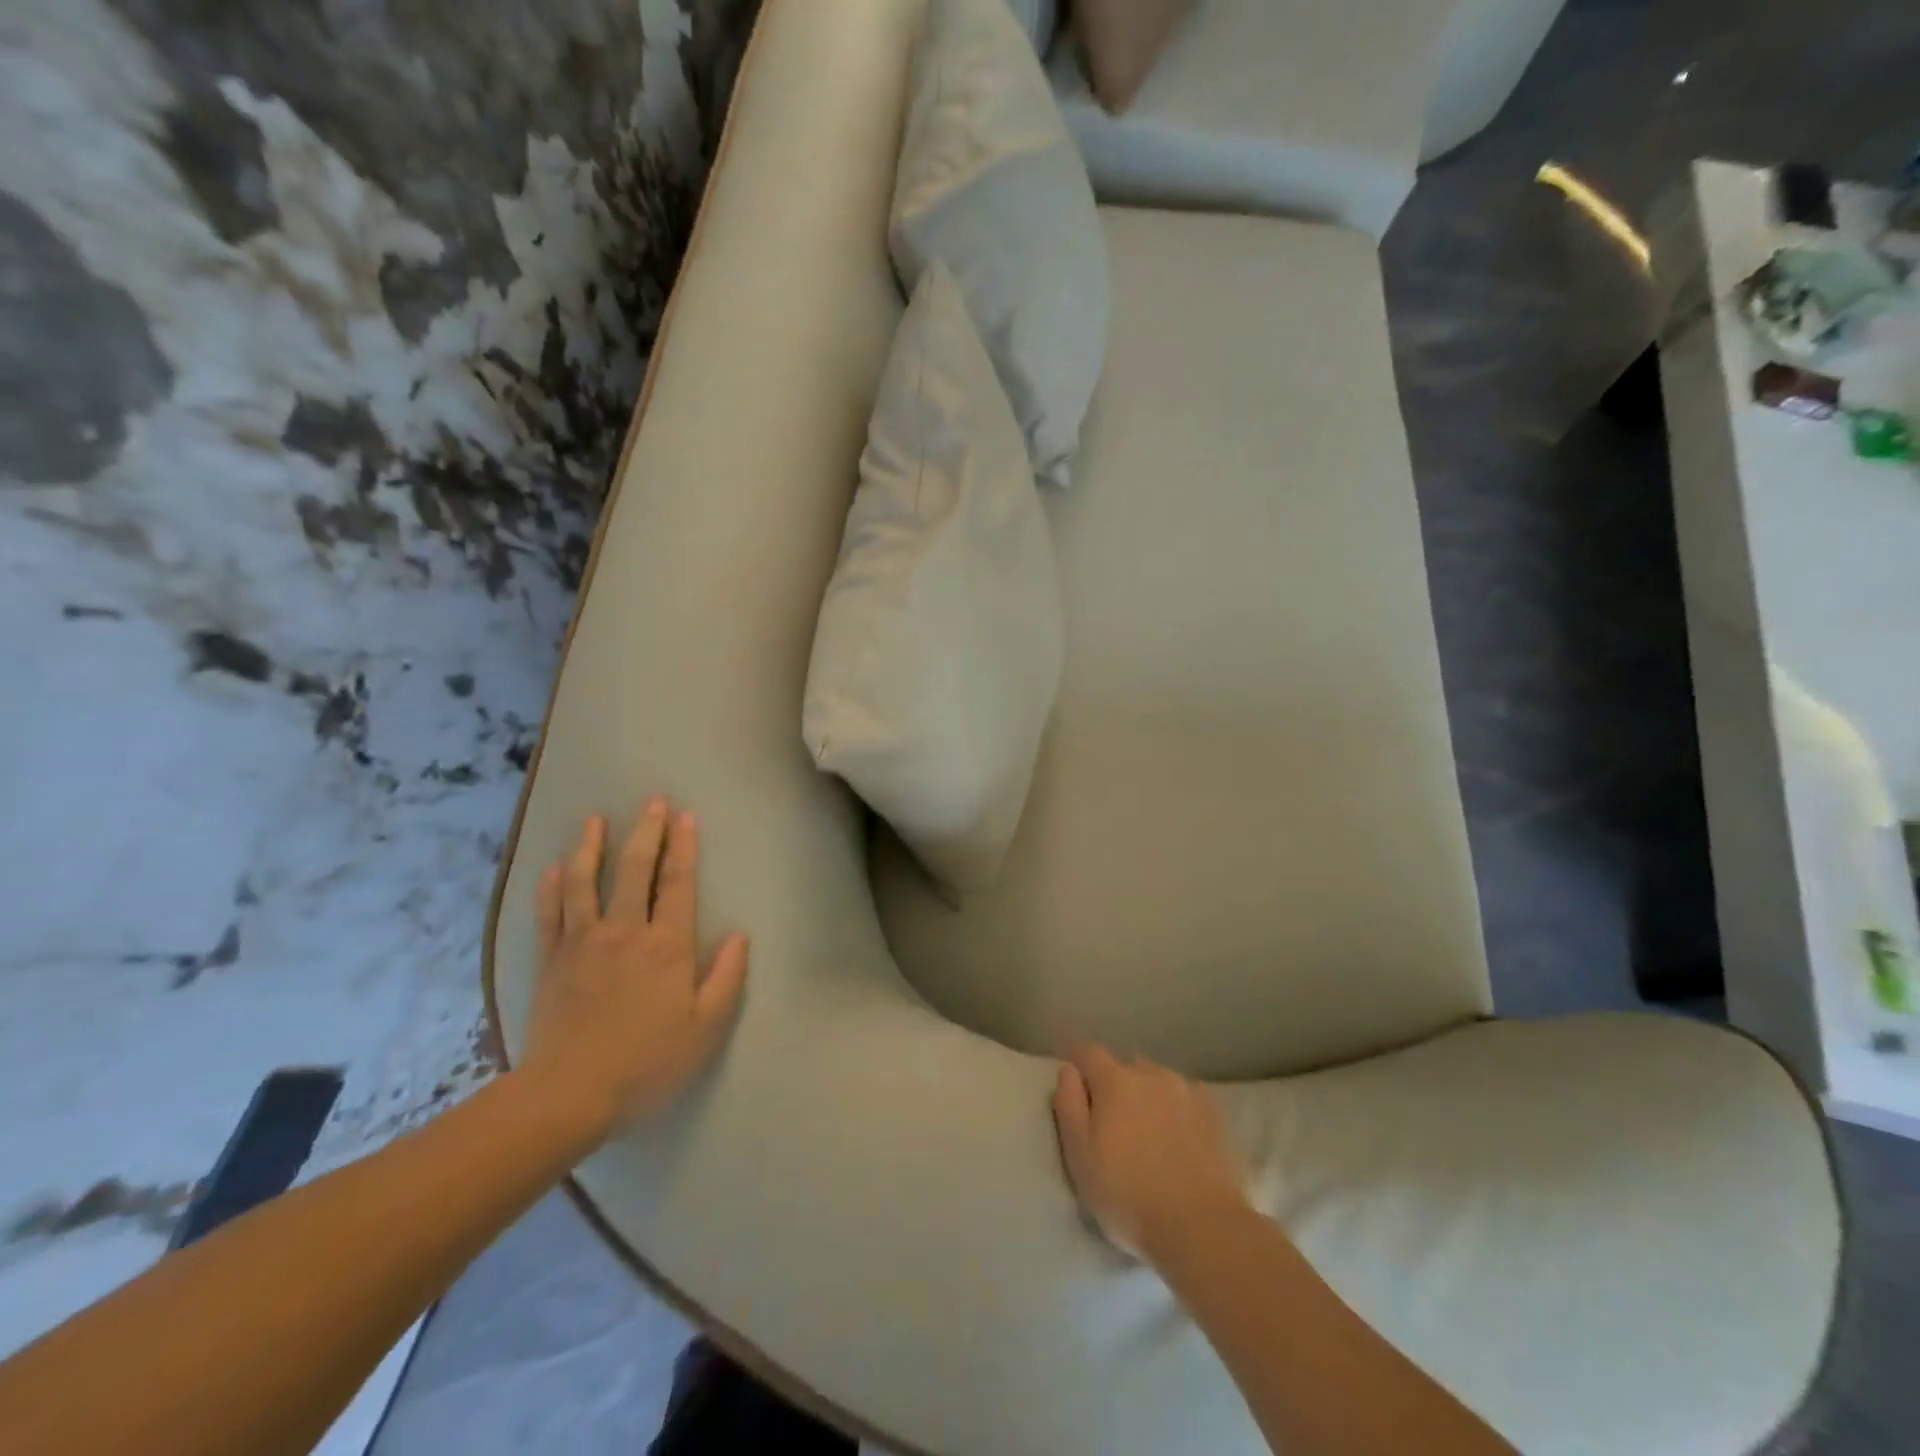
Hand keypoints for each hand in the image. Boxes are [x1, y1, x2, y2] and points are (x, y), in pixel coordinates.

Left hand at [519, 798, 748, 1139]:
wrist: (568, 1095)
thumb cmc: (647, 1063)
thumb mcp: (705, 1028)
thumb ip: (726, 977)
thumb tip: (740, 935)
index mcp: (666, 945)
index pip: (678, 884)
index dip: (684, 847)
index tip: (686, 816)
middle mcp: (624, 931)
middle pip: (634, 870)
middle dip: (646, 832)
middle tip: (651, 801)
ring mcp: (582, 943)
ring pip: (585, 881)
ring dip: (591, 846)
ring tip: (595, 820)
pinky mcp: (550, 960)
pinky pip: (549, 913)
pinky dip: (551, 886)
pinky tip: (553, 867)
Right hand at [1052, 1045, 1247, 1262]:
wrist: (1203, 1228)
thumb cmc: (1128, 1196)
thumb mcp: (1079, 1156)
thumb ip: (1069, 1105)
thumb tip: (1069, 1070)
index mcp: (1115, 1081)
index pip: (1088, 1052)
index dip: (1077, 1061)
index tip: (1073, 1079)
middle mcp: (1151, 1074)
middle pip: (1125, 1067)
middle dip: (1114, 1085)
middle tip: (1112, 1121)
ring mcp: (1187, 1090)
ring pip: (1157, 1081)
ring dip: (1147, 1096)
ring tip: (1148, 1133)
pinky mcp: (1215, 1112)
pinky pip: (1186, 1098)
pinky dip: (1177, 1109)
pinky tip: (1180, 1137)